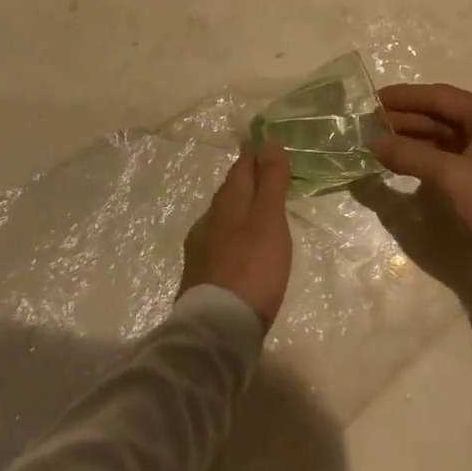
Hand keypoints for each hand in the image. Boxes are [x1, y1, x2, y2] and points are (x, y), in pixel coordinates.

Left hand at [180, 144, 293, 329]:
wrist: (217, 329)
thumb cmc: (251, 268)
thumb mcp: (269, 221)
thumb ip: (270, 182)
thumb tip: (269, 141)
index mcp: (227, 203)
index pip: (240, 168)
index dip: (252, 154)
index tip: (263, 142)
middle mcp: (209, 220)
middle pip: (229, 191)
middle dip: (245, 178)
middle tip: (262, 171)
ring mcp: (201, 249)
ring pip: (222, 216)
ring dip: (239, 206)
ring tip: (256, 208)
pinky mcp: (201, 275)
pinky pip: (219, 240)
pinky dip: (233, 233)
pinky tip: (240, 246)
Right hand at [372, 83, 471, 267]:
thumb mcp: (453, 177)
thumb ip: (411, 155)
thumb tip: (375, 142)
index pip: (439, 96)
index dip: (405, 97)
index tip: (374, 98)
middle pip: (444, 114)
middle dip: (407, 118)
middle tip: (372, 123)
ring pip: (449, 136)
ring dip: (418, 139)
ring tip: (384, 143)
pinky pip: (458, 155)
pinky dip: (433, 156)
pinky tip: (412, 163)